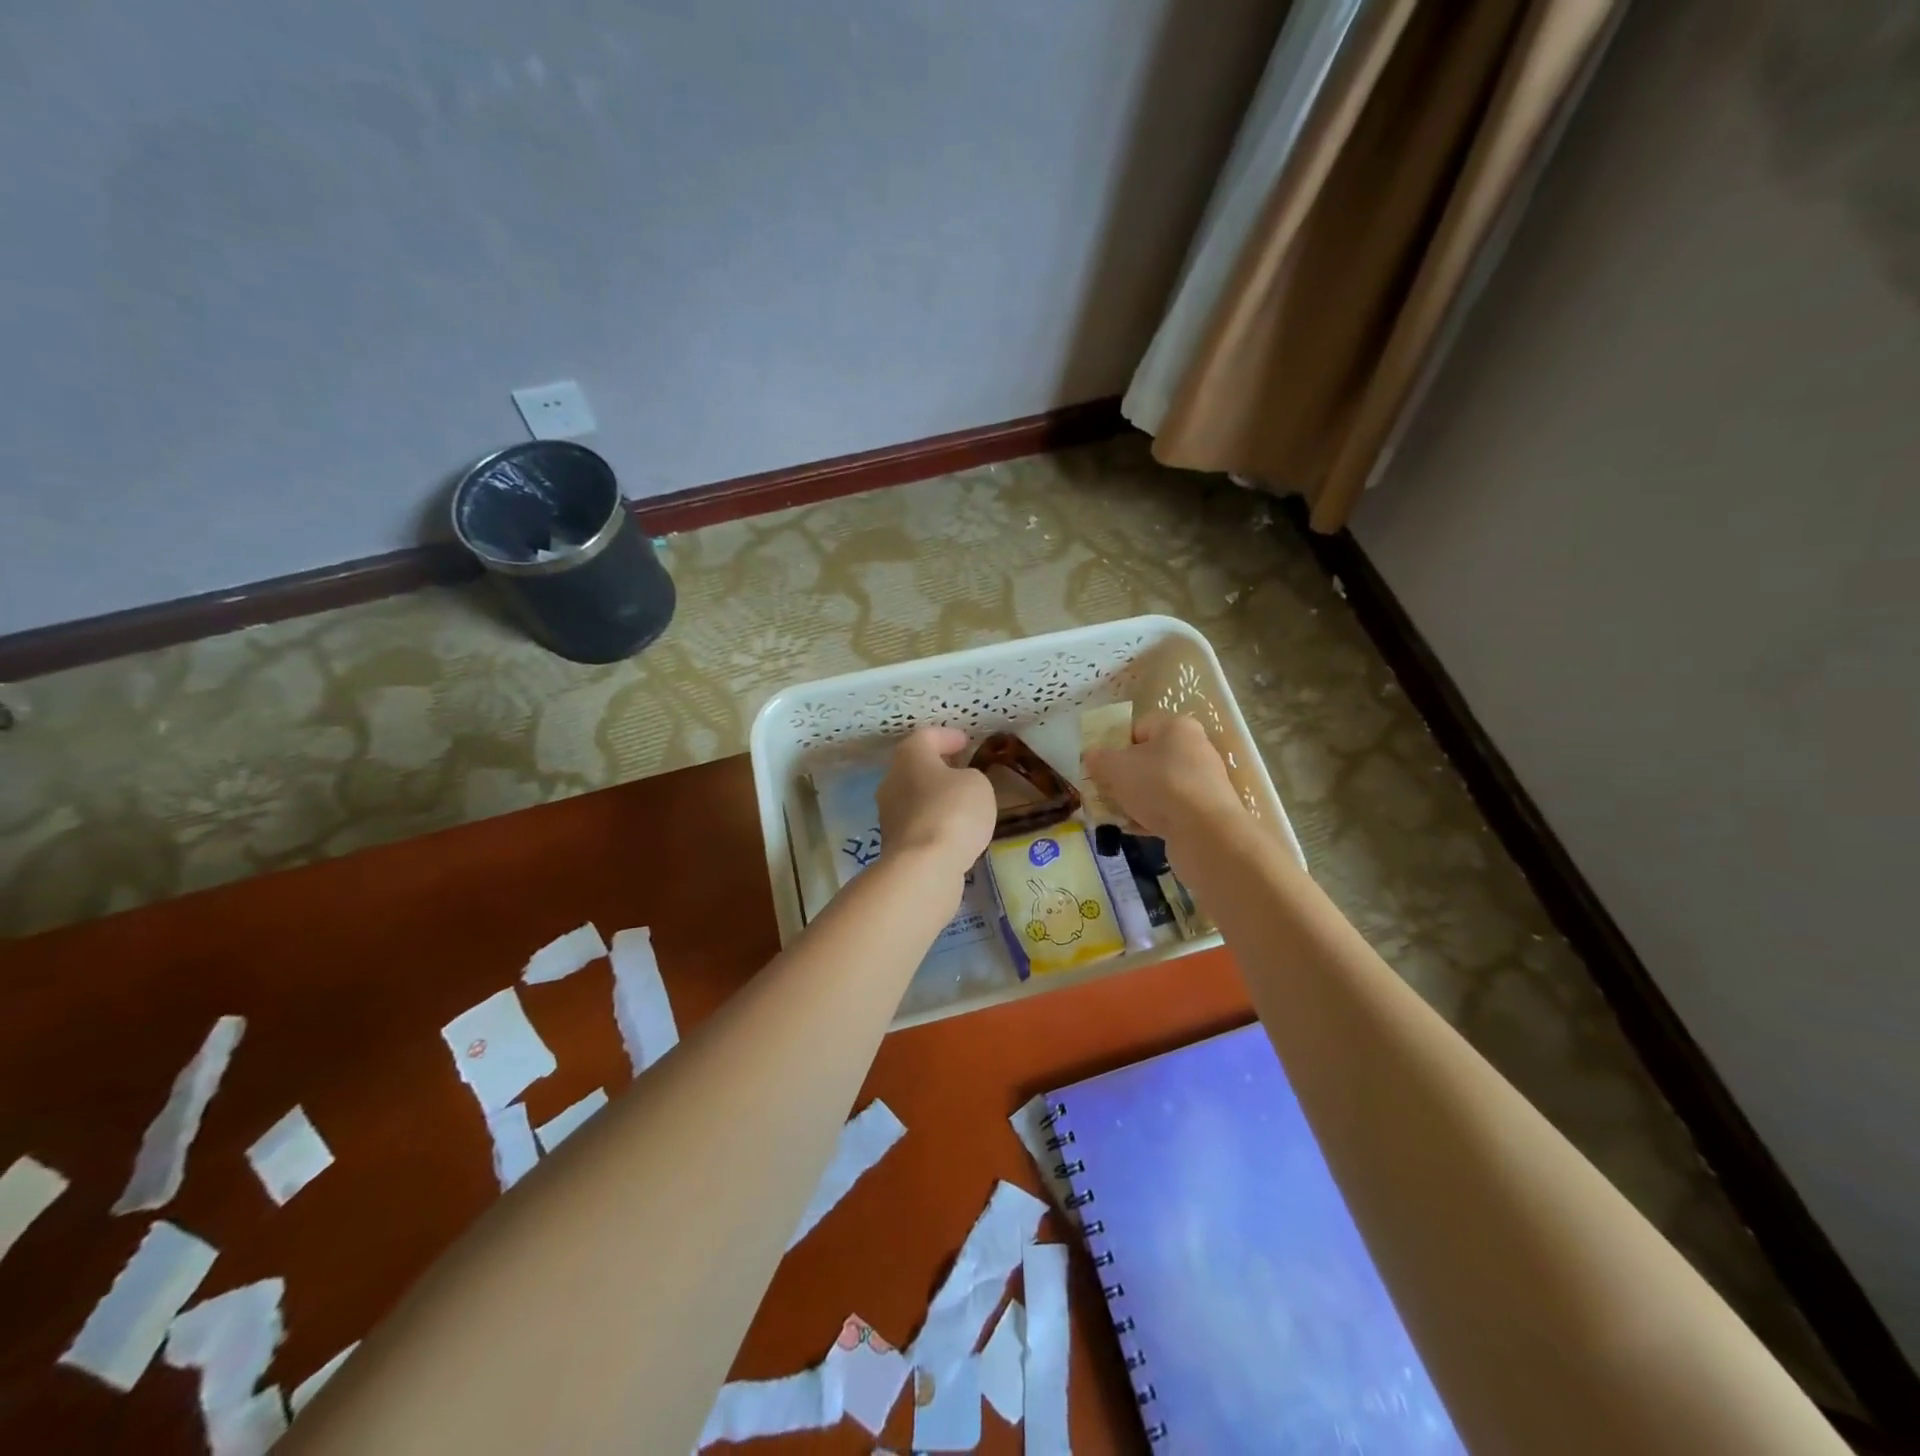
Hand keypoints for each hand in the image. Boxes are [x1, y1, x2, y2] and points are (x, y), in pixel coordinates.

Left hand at [876, 727, 995, 887]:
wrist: (923, 868)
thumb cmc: (952, 813)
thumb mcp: (977, 784)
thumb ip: (970, 777)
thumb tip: (959, 784)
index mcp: (909, 757)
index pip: (927, 736)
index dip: (948, 737)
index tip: (966, 742)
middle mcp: (892, 781)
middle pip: (915, 766)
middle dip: (939, 767)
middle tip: (962, 770)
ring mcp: (889, 814)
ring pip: (914, 796)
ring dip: (935, 796)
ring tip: (961, 803)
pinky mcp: (894, 843)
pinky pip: (918, 823)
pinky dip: (934, 821)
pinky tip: (953, 829)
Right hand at [1084, 713, 1242, 849]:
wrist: (1205, 832)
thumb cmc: (1158, 785)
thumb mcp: (1116, 767)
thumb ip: (1098, 759)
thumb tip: (1091, 756)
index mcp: (1176, 727)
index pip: (1137, 727)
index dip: (1113, 744)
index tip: (1098, 765)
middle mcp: (1193, 749)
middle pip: (1147, 758)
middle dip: (1122, 776)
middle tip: (1102, 790)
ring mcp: (1201, 782)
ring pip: (1157, 786)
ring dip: (1133, 799)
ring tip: (1113, 813)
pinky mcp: (1205, 811)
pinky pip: (1169, 809)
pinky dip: (1150, 816)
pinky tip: (1131, 828)